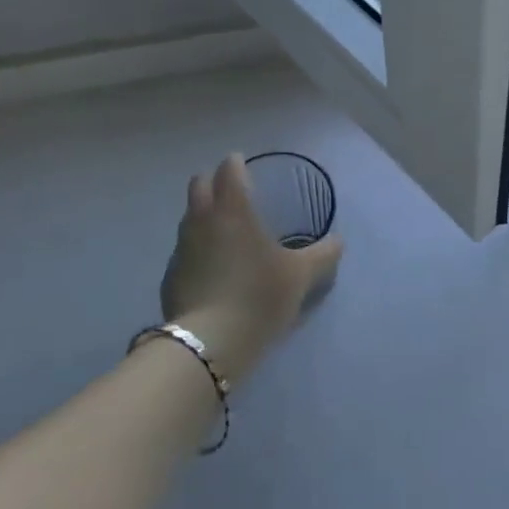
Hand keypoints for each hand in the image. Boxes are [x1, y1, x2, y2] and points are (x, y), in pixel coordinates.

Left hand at [160, 154, 341, 382]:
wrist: (209, 344)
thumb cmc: (259, 295)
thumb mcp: (302, 275)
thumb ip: (323, 254)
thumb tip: (338, 242)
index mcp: (233, 209)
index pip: (228, 170)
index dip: (237, 164)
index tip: (245, 166)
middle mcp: (202, 220)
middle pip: (199, 185)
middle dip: (213, 182)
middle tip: (232, 193)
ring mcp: (182, 249)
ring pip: (189, 218)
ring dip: (203, 216)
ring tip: (224, 232)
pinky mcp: (170, 277)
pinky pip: (185, 251)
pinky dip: (197, 250)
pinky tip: (212, 269)